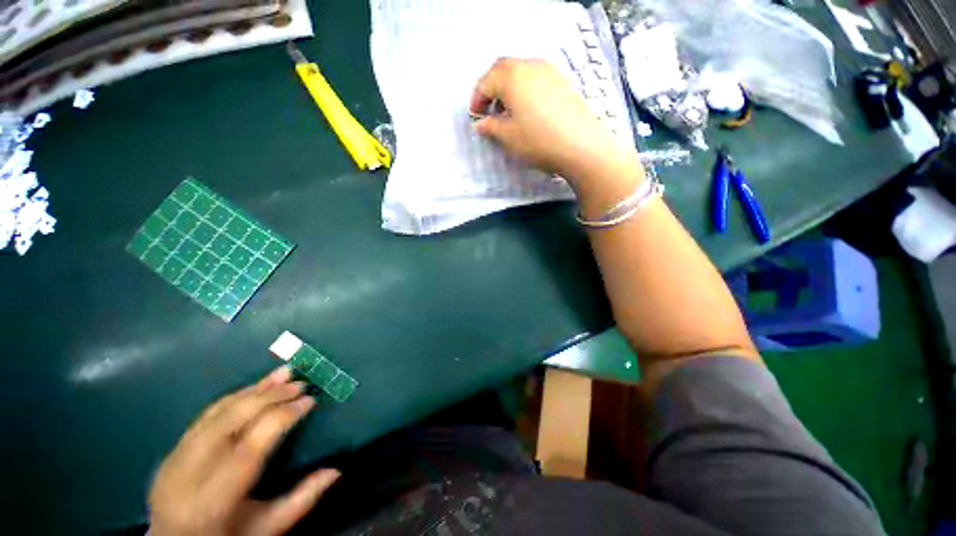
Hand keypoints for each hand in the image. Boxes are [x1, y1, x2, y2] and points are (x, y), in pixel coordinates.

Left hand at [149, 367, 339, 535]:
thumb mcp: (267, 528)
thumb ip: (301, 500)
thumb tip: (336, 470)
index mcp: (212, 500)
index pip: (250, 448)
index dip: (282, 418)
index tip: (310, 400)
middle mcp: (188, 475)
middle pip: (230, 423)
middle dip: (270, 397)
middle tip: (300, 382)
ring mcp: (174, 460)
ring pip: (216, 413)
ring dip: (254, 389)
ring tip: (283, 373)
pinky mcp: (171, 451)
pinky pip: (205, 415)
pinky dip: (234, 397)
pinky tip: (255, 387)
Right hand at [469, 58, 639, 189]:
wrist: (581, 145)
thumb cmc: (538, 140)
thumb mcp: (508, 136)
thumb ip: (490, 126)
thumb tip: (480, 124)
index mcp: (512, 76)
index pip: (486, 82)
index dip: (476, 99)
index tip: (474, 117)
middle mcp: (530, 66)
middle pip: (502, 70)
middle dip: (490, 88)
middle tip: (487, 110)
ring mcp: (549, 71)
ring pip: (520, 72)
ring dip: (507, 88)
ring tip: (506, 112)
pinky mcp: (561, 81)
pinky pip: (535, 78)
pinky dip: (524, 89)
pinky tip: (526, 110)